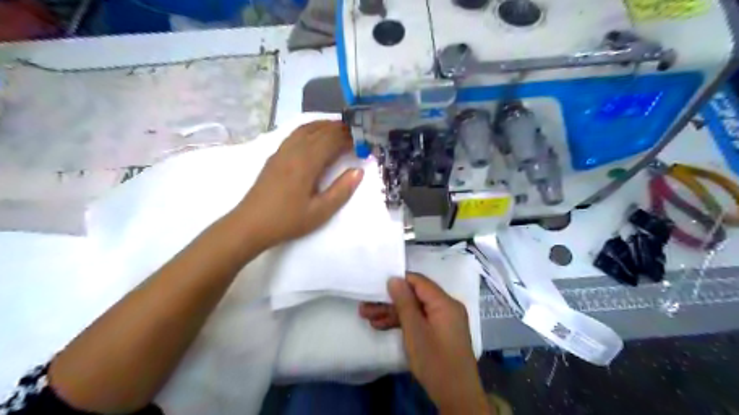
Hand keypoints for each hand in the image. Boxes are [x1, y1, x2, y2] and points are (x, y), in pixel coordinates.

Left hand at [234, 119, 363, 249]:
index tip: (364, 139)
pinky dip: (310, 129)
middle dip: (339, 128)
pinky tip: (315, 136)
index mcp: (306, 162)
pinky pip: (295, 134)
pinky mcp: (275, 156)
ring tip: (340, 129)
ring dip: (325, 126)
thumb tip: (358, 171)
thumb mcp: (320, 211)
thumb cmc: (287, 220)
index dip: (349, 137)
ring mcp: (282, 151)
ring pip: (306, 129)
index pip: (331, 139)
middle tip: (356, 132)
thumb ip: (341, 190)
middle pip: (320, 130)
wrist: (250, 224)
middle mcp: (294, 150)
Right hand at [360, 274, 488, 413]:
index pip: (418, 281)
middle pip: (415, 296)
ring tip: (367, 317)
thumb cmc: (435, 360)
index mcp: (445, 302)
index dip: (398, 281)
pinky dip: (403, 323)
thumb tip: (394, 278)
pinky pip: (420, 320)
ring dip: (392, 313)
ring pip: (415, 310)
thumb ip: (404, 302)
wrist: (457, 396)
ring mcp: (444, 320)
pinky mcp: (440, 332)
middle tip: (366, 306)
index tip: (377, 286)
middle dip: (390, 301)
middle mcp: (447, 306)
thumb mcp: (414, 330)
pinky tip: (381, 326)